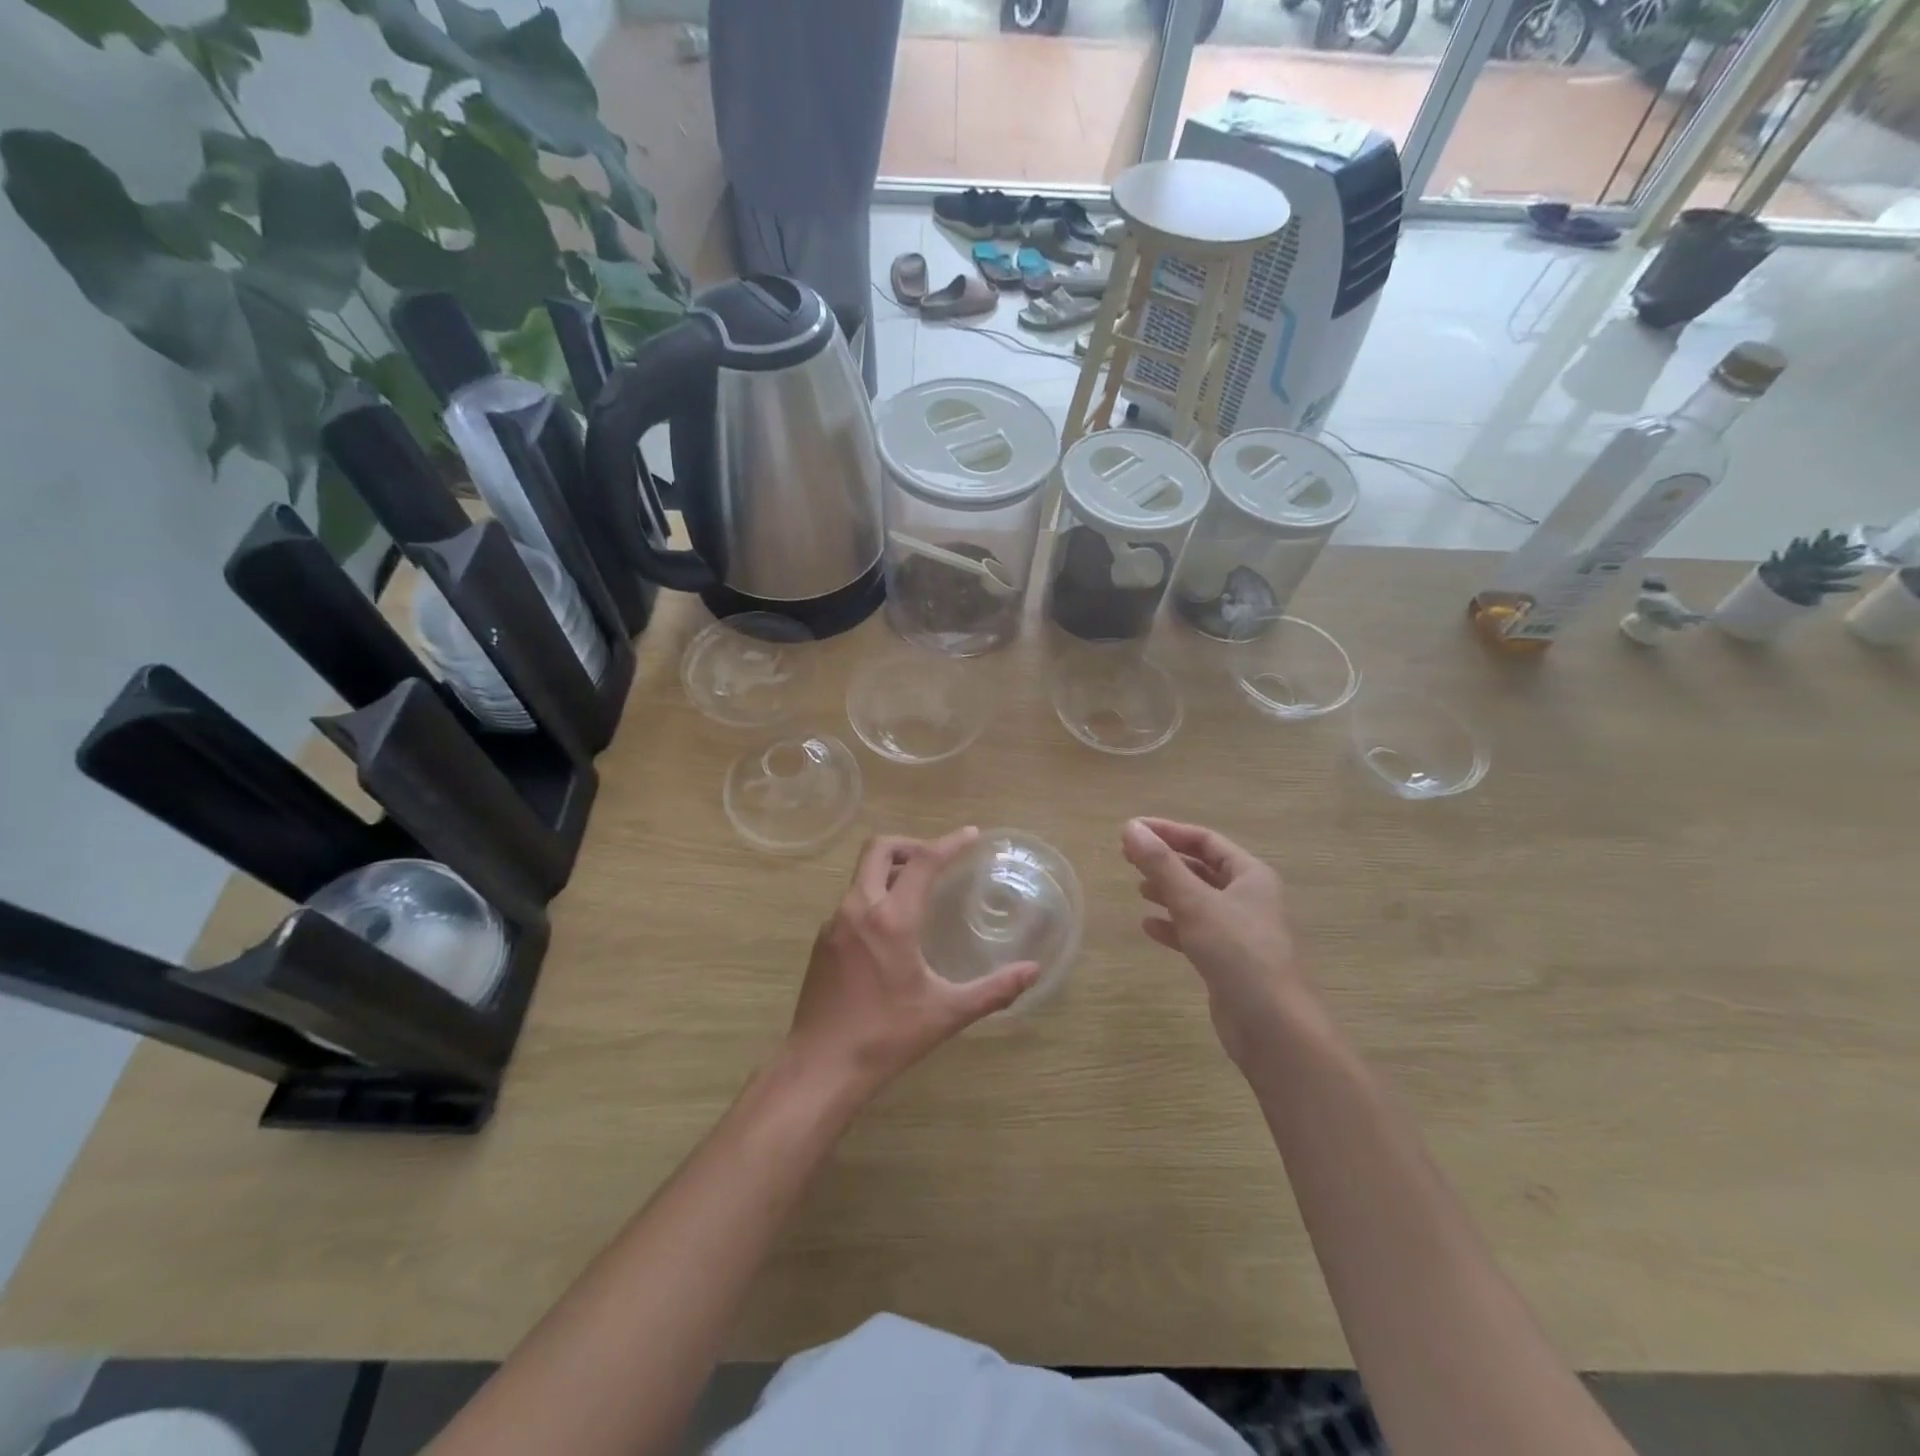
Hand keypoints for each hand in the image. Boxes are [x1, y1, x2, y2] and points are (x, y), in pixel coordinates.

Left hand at [786, 829, 1040, 1103]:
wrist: (820, 1067)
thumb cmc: (887, 1037)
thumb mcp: (946, 1013)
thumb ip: (994, 990)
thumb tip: (1033, 972)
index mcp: (891, 919)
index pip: (922, 862)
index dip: (949, 842)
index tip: (971, 835)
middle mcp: (858, 909)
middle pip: (878, 849)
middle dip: (910, 844)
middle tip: (938, 858)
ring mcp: (834, 924)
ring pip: (861, 874)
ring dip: (890, 870)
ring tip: (919, 891)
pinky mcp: (822, 942)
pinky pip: (851, 900)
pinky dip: (874, 895)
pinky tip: (891, 929)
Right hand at [1121, 817, 1311, 1071]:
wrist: (1274, 1027)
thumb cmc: (1238, 953)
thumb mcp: (1195, 902)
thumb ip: (1161, 865)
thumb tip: (1130, 827)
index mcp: (1251, 876)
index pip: (1205, 840)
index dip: (1168, 832)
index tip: (1131, 830)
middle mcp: (1250, 898)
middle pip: (1202, 869)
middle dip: (1166, 862)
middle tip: (1128, 857)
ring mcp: (1242, 932)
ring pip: (1199, 901)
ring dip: (1169, 892)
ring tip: (1138, 889)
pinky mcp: (1231, 961)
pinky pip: (1197, 932)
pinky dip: (1174, 925)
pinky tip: (1149, 928)